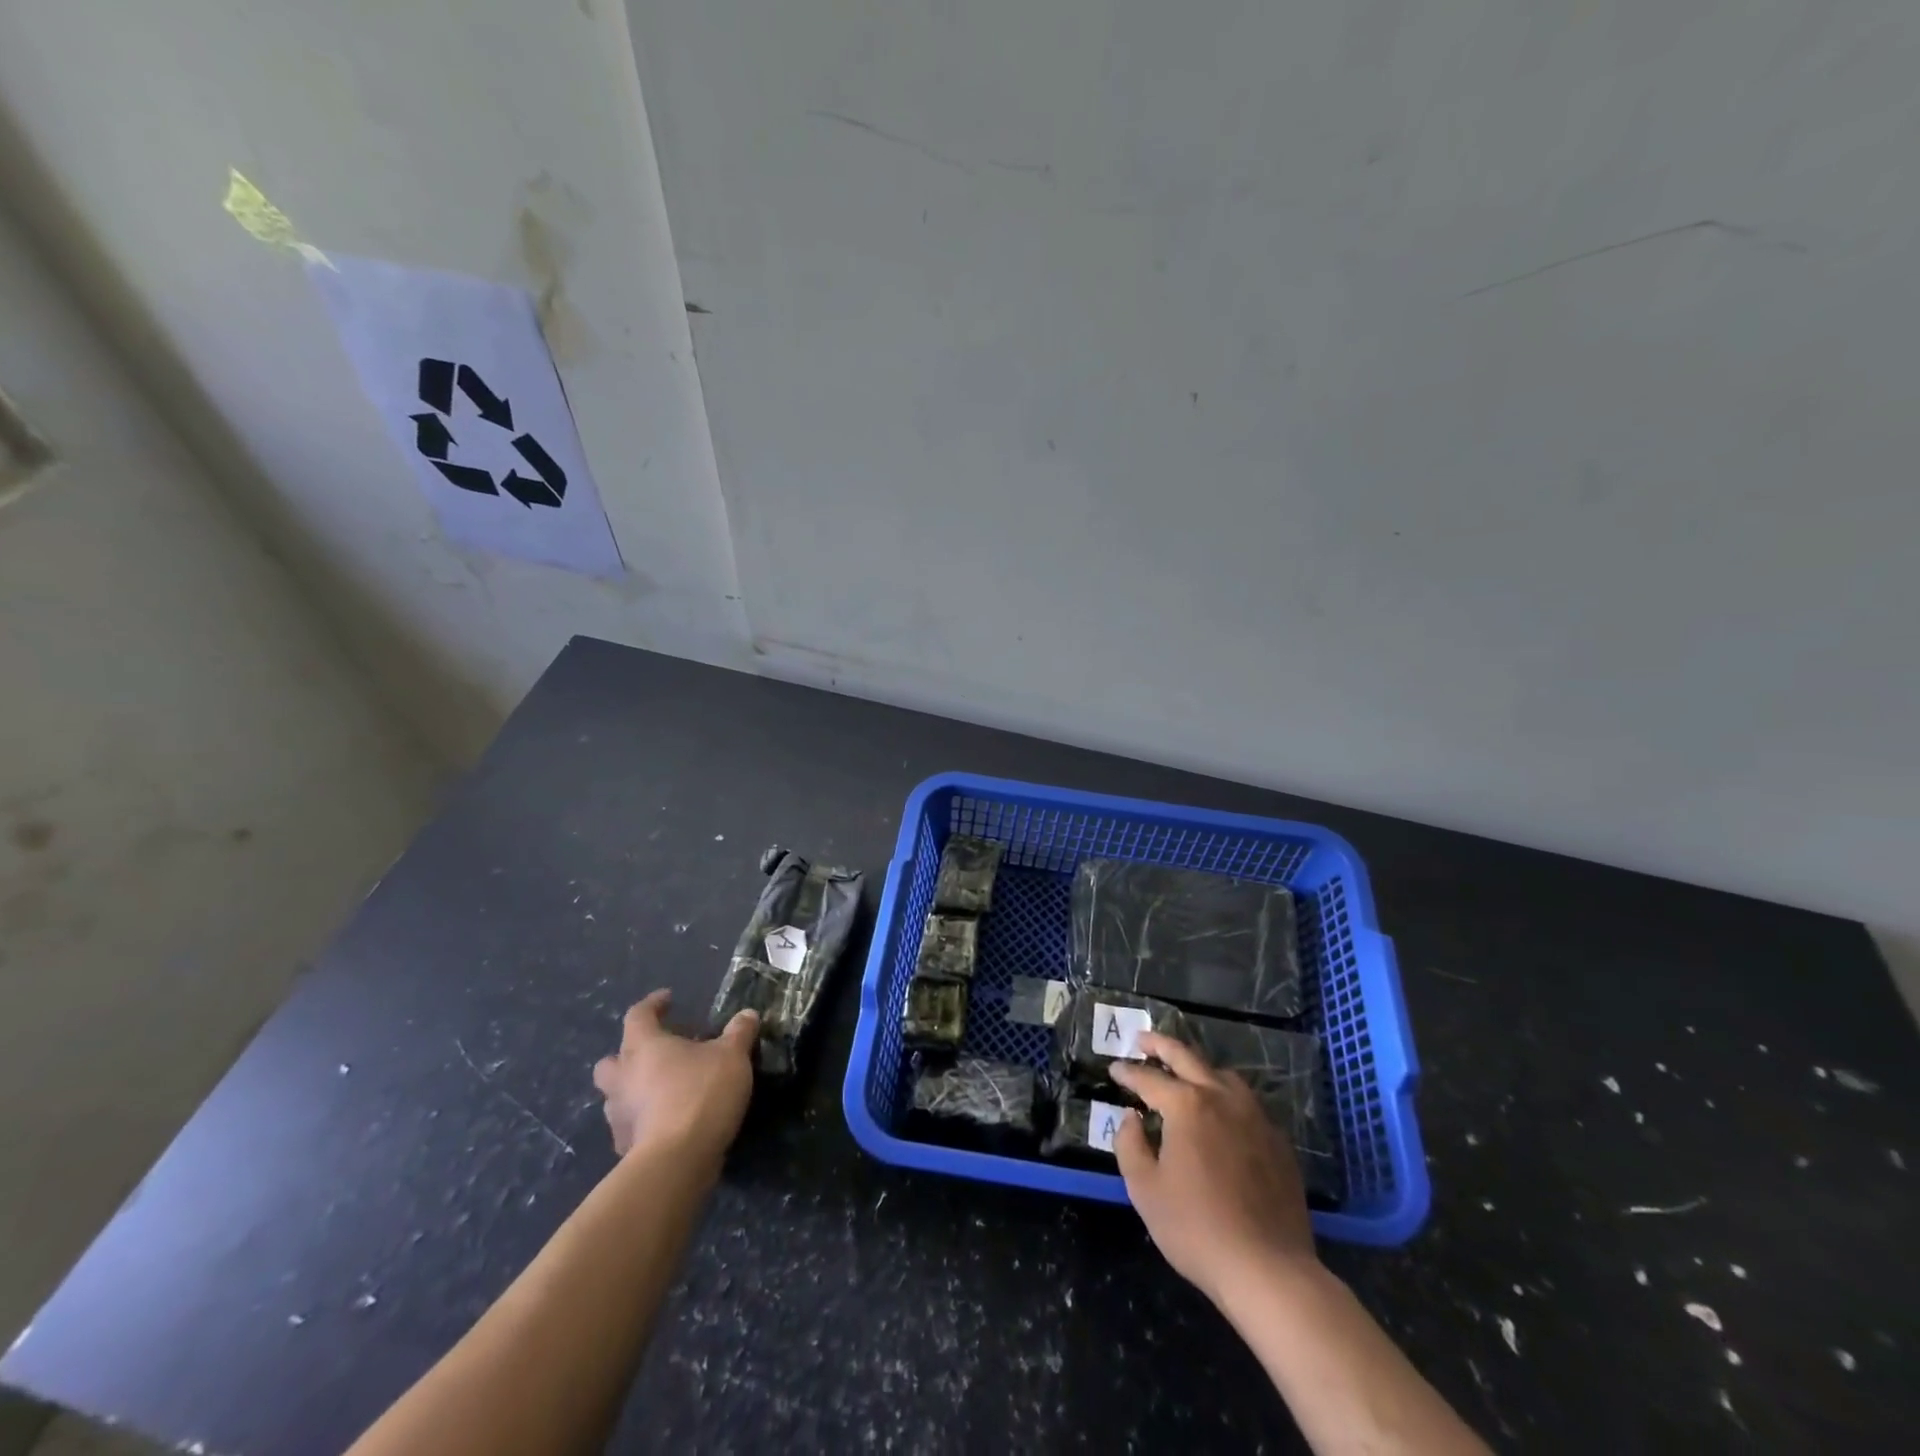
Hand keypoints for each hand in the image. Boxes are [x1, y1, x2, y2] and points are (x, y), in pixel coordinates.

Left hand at [592, 990, 758, 1162]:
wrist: (677, 1161)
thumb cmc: (701, 1094)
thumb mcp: (732, 1056)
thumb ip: (739, 1033)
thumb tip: (747, 1015)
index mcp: (643, 1047)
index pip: (638, 1014)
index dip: (652, 1004)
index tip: (668, 999)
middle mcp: (622, 1078)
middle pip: (612, 1060)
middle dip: (629, 1055)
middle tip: (657, 1053)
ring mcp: (618, 1117)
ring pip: (617, 1096)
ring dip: (635, 1091)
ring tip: (665, 1091)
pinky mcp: (624, 1148)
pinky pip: (630, 1127)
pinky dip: (644, 1122)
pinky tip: (667, 1123)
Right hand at [1110, 1031, 1316, 1304]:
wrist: (1268, 1270)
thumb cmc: (1196, 1228)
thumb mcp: (1145, 1190)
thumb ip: (1130, 1145)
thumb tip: (1132, 1118)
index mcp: (1186, 1105)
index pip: (1148, 1078)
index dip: (1127, 1073)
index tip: (1114, 1069)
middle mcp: (1222, 1097)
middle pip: (1187, 1057)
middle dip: (1160, 1046)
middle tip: (1142, 1041)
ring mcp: (1255, 1117)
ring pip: (1222, 1075)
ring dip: (1198, 1067)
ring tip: (1183, 1074)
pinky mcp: (1277, 1141)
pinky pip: (1246, 1103)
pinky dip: (1225, 1096)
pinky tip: (1221, 1114)